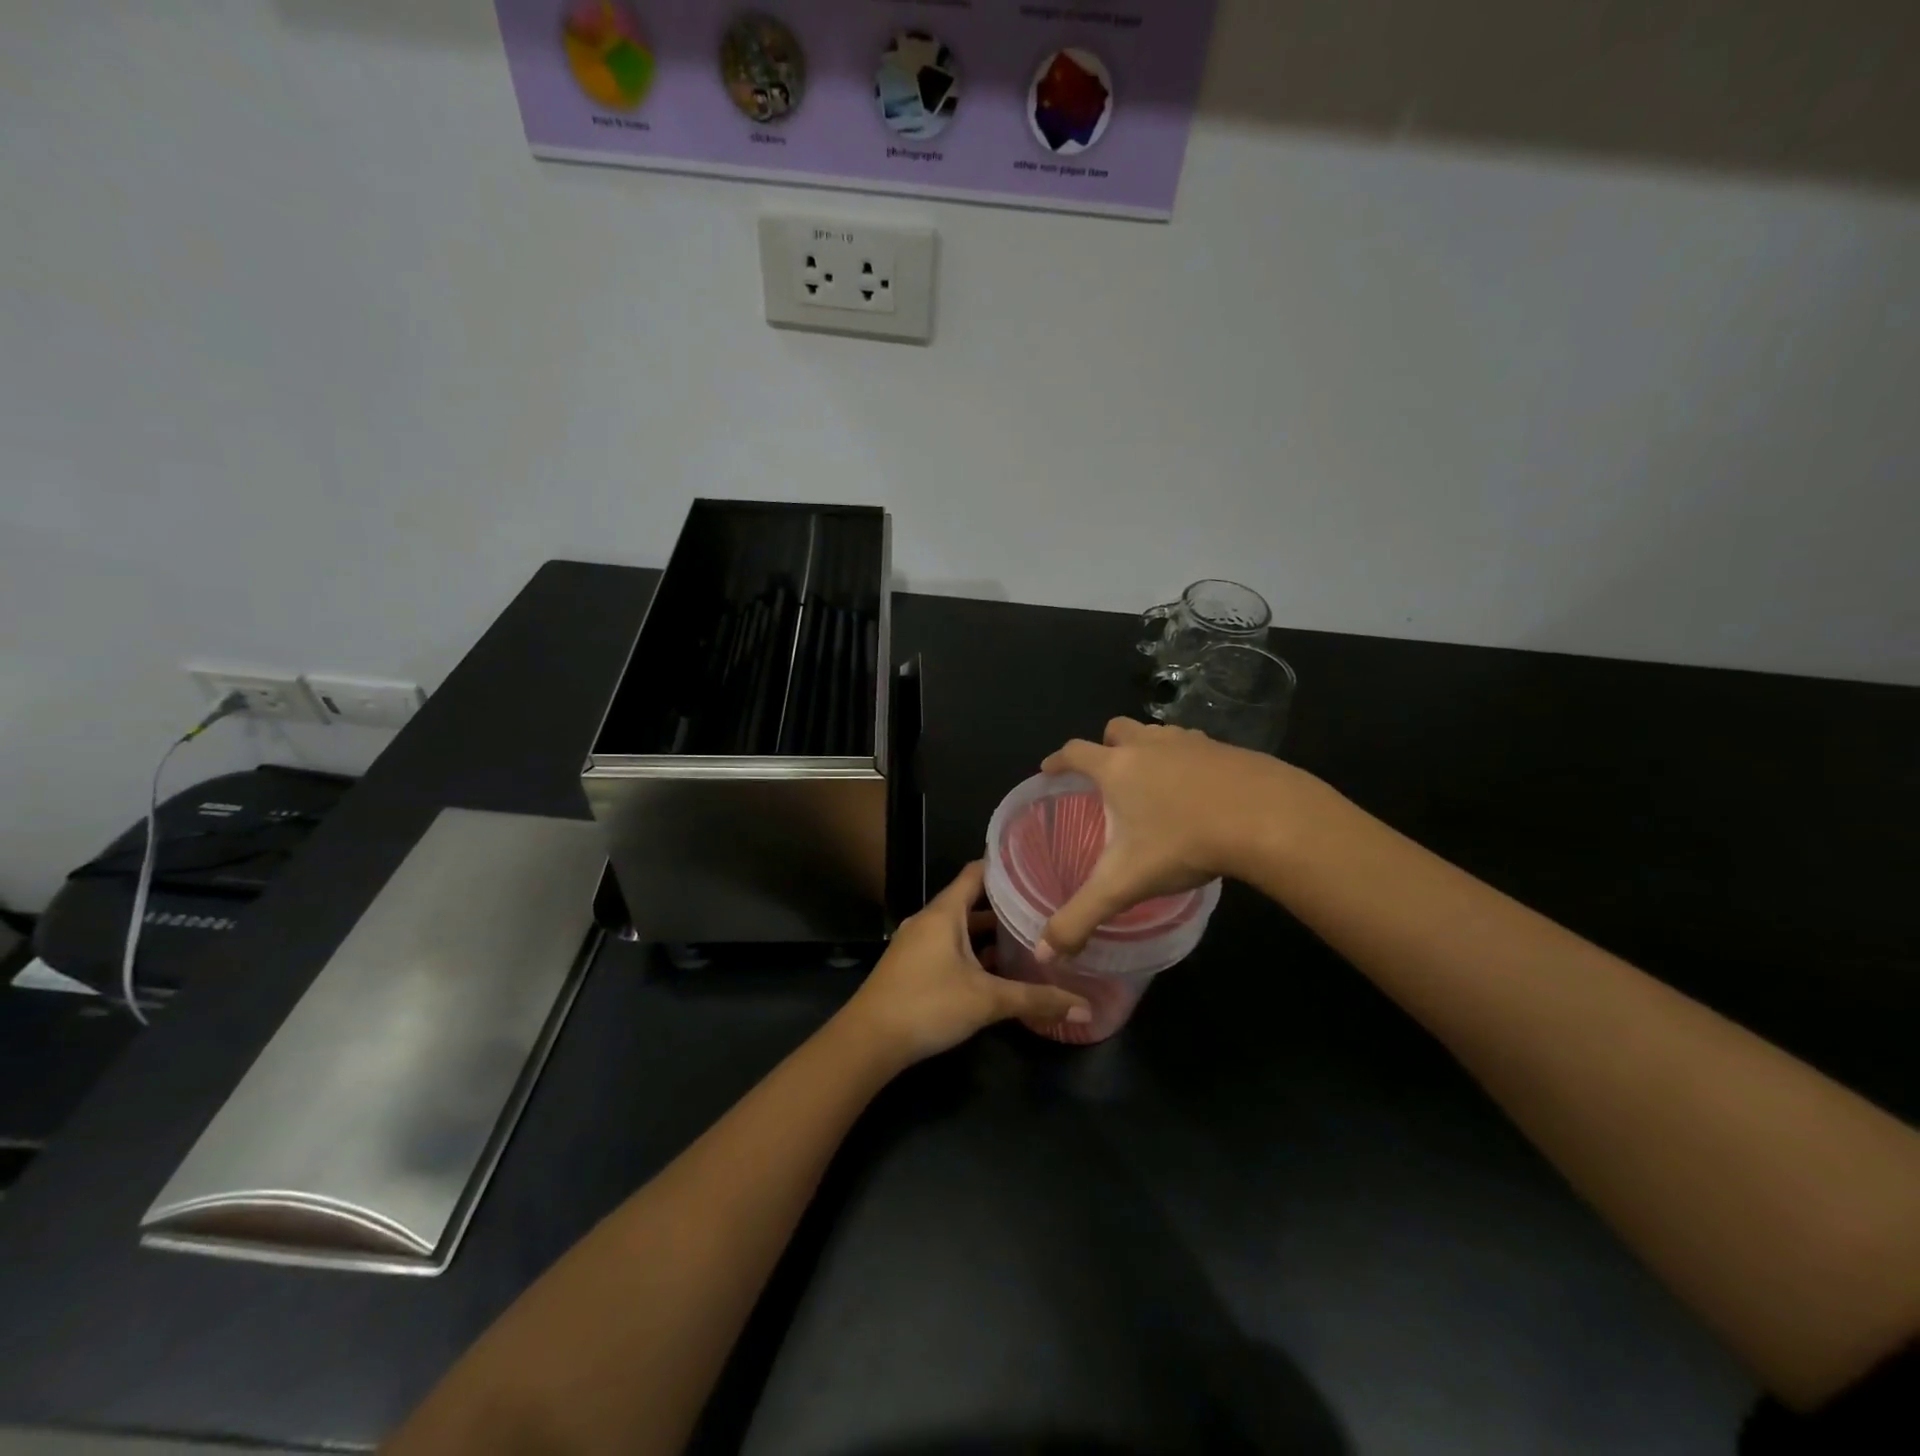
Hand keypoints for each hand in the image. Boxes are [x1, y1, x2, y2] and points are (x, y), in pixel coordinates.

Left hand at [845, 863, 1092, 1066]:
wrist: (868, 1041)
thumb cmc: (928, 1005)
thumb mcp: (987, 1001)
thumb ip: (1036, 1000)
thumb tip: (1085, 1009)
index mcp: (944, 912)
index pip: (976, 872)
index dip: (1004, 866)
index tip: (1037, 863)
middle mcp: (929, 920)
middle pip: (970, 901)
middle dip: (1004, 903)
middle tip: (1043, 904)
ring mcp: (917, 943)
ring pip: (959, 928)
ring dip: (988, 932)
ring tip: (1027, 936)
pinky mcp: (912, 966)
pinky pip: (948, 946)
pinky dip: (972, 951)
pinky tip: (996, 970)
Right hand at [1038, 717, 1297, 957]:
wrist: (1266, 819)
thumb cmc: (1183, 843)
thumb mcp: (1123, 885)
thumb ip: (1080, 917)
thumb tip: (1044, 954)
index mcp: (1117, 768)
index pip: (1074, 753)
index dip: (1056, 761)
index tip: (1049, 770)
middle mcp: (1149, 745)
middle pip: (1117, 729)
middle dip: (1105, 746)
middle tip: (1105, 774)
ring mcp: (1191, 742)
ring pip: (1158, 733)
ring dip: (1147, 748)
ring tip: (1151, 780)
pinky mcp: (1227, 749)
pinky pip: (1194, 746)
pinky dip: (1186, 760)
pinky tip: (1197, 789)